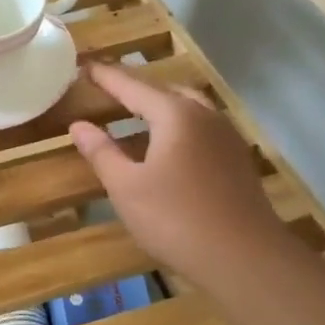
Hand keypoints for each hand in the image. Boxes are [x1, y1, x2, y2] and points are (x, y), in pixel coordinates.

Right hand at [68, 63, 287, 285]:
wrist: (244, 258)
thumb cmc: (176, 219)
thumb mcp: (126, 187)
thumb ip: (102, 152)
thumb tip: (80, 125)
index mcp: (175, 115)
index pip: (133, 87)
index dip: (107, 77)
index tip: (86, 66)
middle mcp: (205, 116)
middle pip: (165, 92)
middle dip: (136, 89)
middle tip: (109, 90)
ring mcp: (226, 138)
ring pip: (188, 110)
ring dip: (159, 108)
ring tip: (135, 116)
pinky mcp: (237, 161)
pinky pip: (200, 129)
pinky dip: (177, 127)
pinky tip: (166, 148)